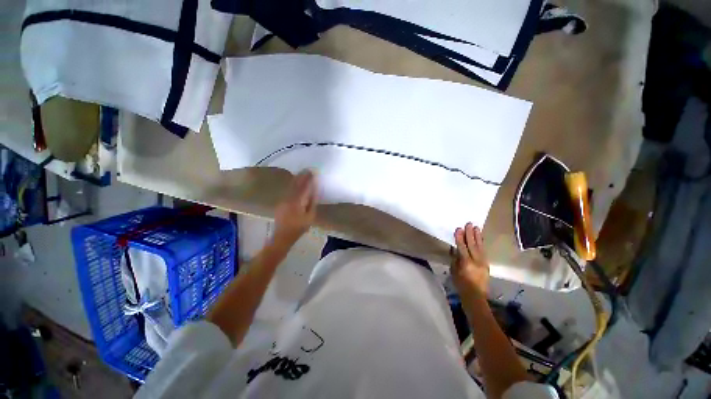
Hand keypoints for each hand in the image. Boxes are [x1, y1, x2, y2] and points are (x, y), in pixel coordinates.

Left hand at [274, 170, 316, 244]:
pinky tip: (296, 182)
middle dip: (302, 176)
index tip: (312, 172)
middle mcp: (289, 198)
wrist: (283, 236)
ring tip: (302, 173)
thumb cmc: (299, 228)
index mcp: (297, 202)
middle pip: (296, 184)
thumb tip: (314, 191)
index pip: (304, 187)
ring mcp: (283, 200)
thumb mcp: (310, 217)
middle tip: (307, 169)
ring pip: (291, 186)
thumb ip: (312, 203)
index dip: (308, 179)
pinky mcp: (281, 202)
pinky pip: (288, 190)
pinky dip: (293, 184)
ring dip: (297, 179)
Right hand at [452, 223, 489, 296]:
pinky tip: (480, 238)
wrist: (476, 296)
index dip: (460, 238)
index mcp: (466, 263)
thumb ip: (455, 259)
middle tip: (469, 224)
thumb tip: (454, 248)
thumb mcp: (454, 271)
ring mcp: (483, 262)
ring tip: (476, 227)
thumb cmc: (461, 284)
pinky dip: (481, 243)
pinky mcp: (486, 264)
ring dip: (477, 236)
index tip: (458, 229)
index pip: (462, 247)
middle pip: (473, 245)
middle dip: (470, 234)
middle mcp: (476, 261)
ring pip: (480, 246)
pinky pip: (483, 251)